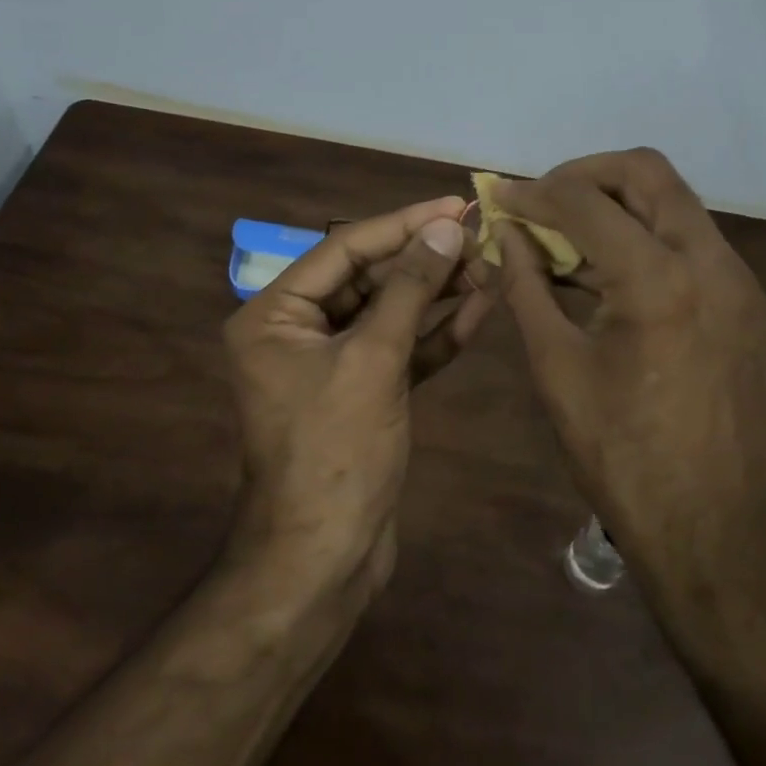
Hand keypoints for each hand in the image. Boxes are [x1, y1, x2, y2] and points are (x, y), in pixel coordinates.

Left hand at [222, 197, 488, 596]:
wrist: (324, 560)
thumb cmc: (335, 452)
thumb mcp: (373, 360)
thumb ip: (409, 289)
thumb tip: (445, 228)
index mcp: (275, 314)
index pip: (345, 249)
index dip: (402, 224)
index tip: (454, 204)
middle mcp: (298, 331)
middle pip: (369, 277)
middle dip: (425, 258)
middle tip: (480, 235)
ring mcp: (333, 364)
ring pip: (390, 313)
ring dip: (437, 292)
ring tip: (489, 264)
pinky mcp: (364, 392)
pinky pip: (401, 349)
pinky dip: (436, 332)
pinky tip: (479, 307)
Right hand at [493, 150, 765, 593]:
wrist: (716, 531)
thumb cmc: (622, 456)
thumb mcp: (557, 366)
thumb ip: (526, 286)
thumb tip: (505, 234)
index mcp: (660, 280)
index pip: (585, 201)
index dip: (533, 192)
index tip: (498, 196)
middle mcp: (712, 262)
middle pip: (647, 172)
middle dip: (584, 174)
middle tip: (540, 200)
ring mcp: (739, 280)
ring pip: (672, 202)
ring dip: (615, 204)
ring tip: (564, 235)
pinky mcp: (747, 302)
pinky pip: (689, 241)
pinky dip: (642, 236)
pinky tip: (604, 270)